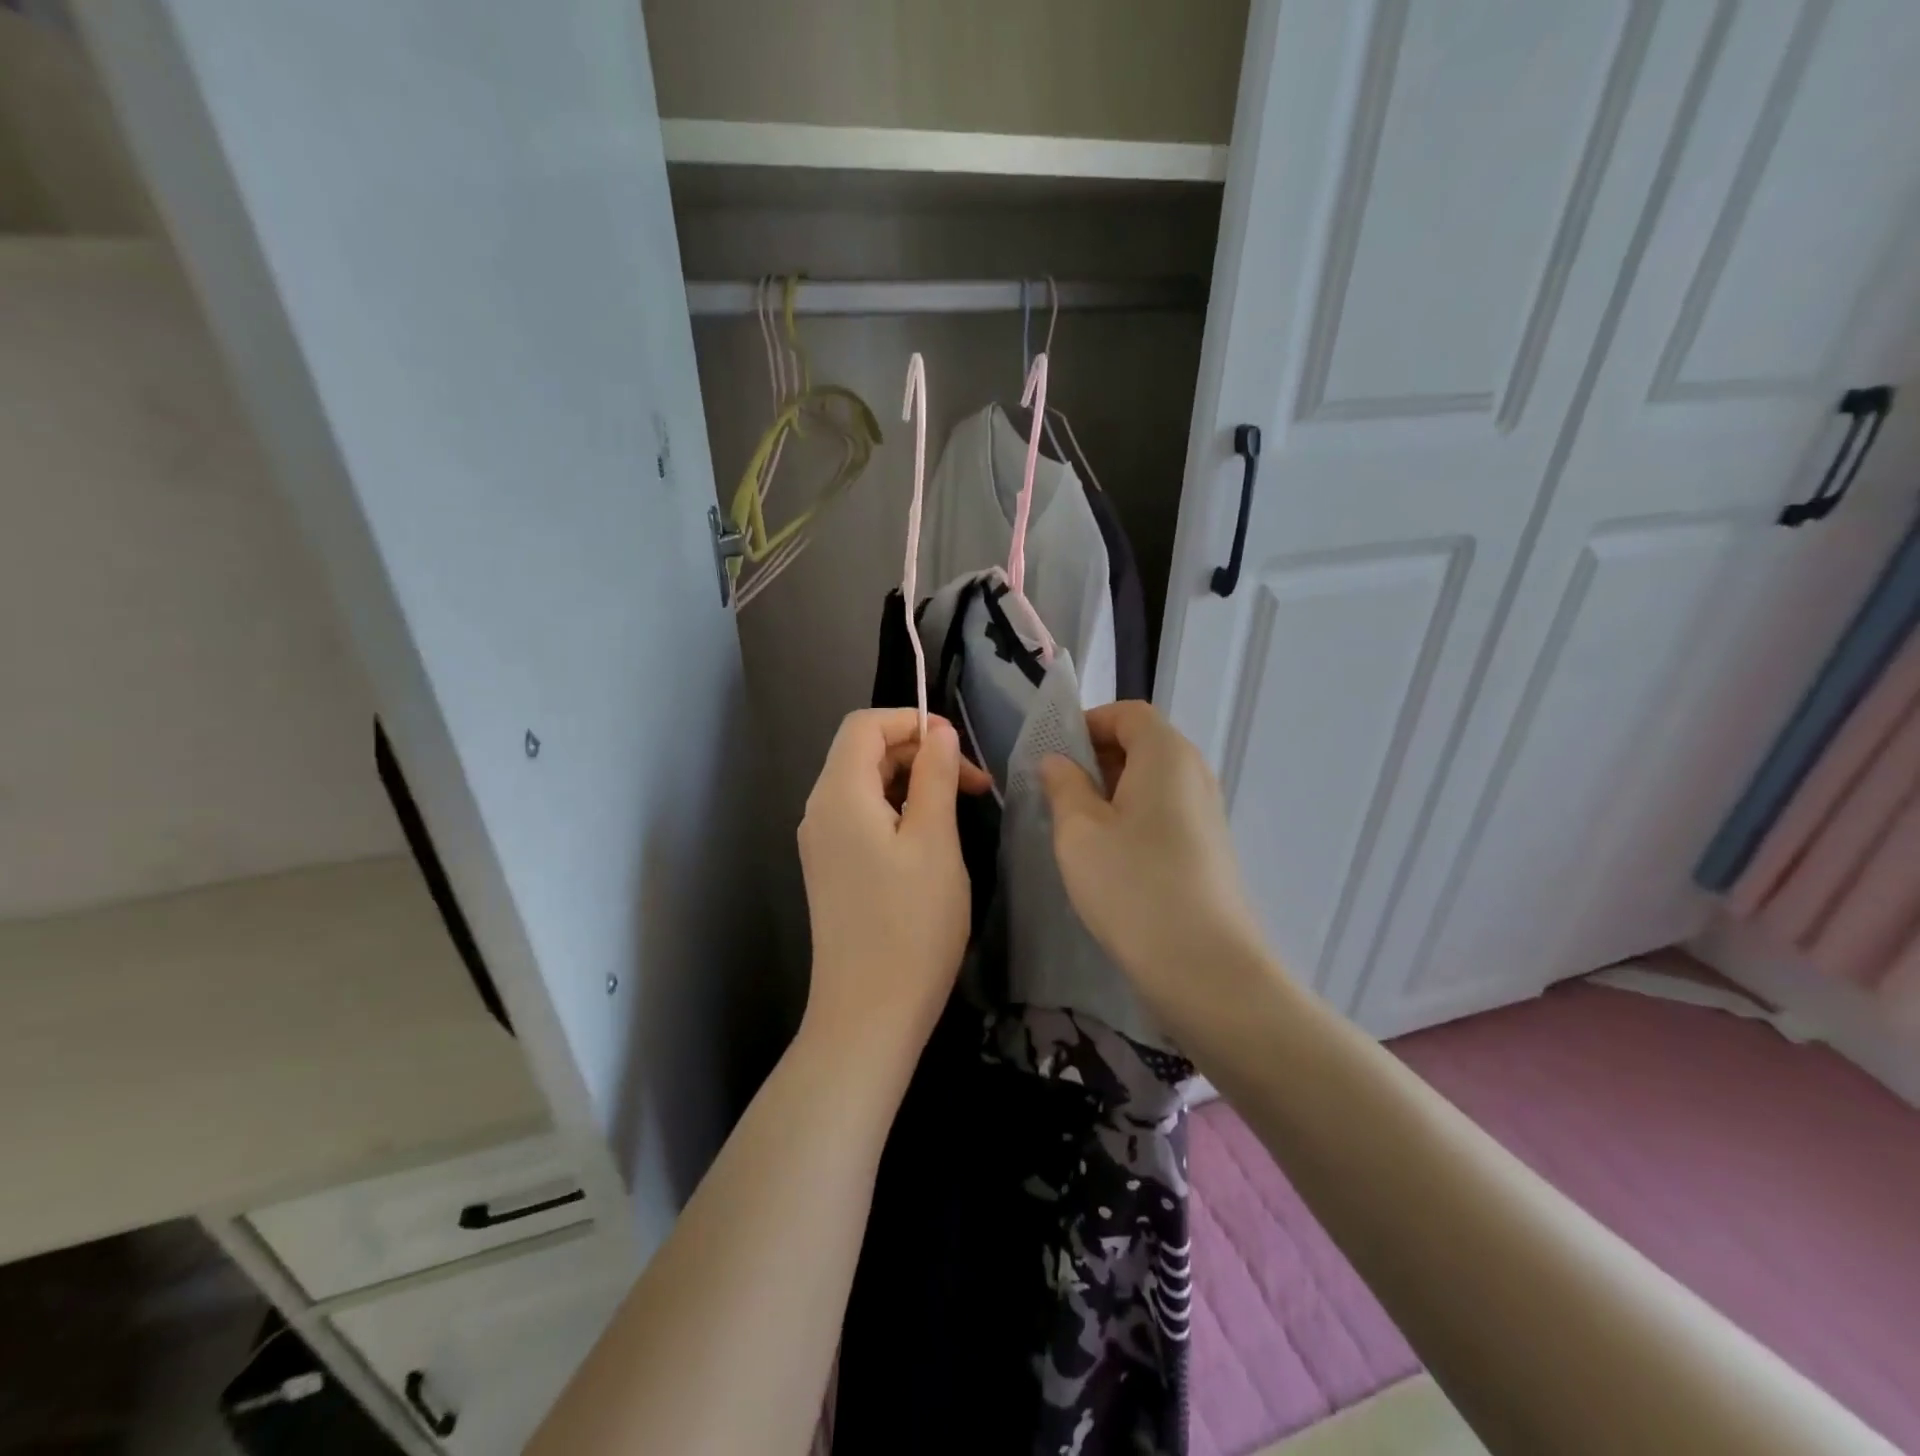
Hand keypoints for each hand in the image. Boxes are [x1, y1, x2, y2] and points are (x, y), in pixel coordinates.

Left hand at [798, 709, 990, 1063]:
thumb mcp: (935, 842)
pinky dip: (897, 811)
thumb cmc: (911, 925)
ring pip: (865, 785)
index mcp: (839, 794)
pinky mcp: (831, 869)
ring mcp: (821, 843)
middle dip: (918, 753)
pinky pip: (862, 818)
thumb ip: (935, 777)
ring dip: (912, 784)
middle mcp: (819, 810)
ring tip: (958, 811)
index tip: (957, 748)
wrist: (868, 1015)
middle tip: (973, 786)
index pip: (864, 725)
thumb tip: (939, 733)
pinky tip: (930, 840)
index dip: (911, 720)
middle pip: (863, 752)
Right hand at [1039, 701, 1267, 1013]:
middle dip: (1096, 758)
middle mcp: (1195, 772)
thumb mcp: (1079, 832)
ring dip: (1112, 792)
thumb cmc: (1133, 886)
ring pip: (1152, 781)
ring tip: (1077, 828)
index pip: (1128, 713)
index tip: (1053, 755)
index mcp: (1166, 754)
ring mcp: (1207, 812)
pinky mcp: (1209, 847)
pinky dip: (1133, 817)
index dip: (1087, 723)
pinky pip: (1165, 812)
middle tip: (1057, 793)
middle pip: (1142, 743)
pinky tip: (1109, 856)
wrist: (1206, 968)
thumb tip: (1057, 761)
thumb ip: (1063, 785)